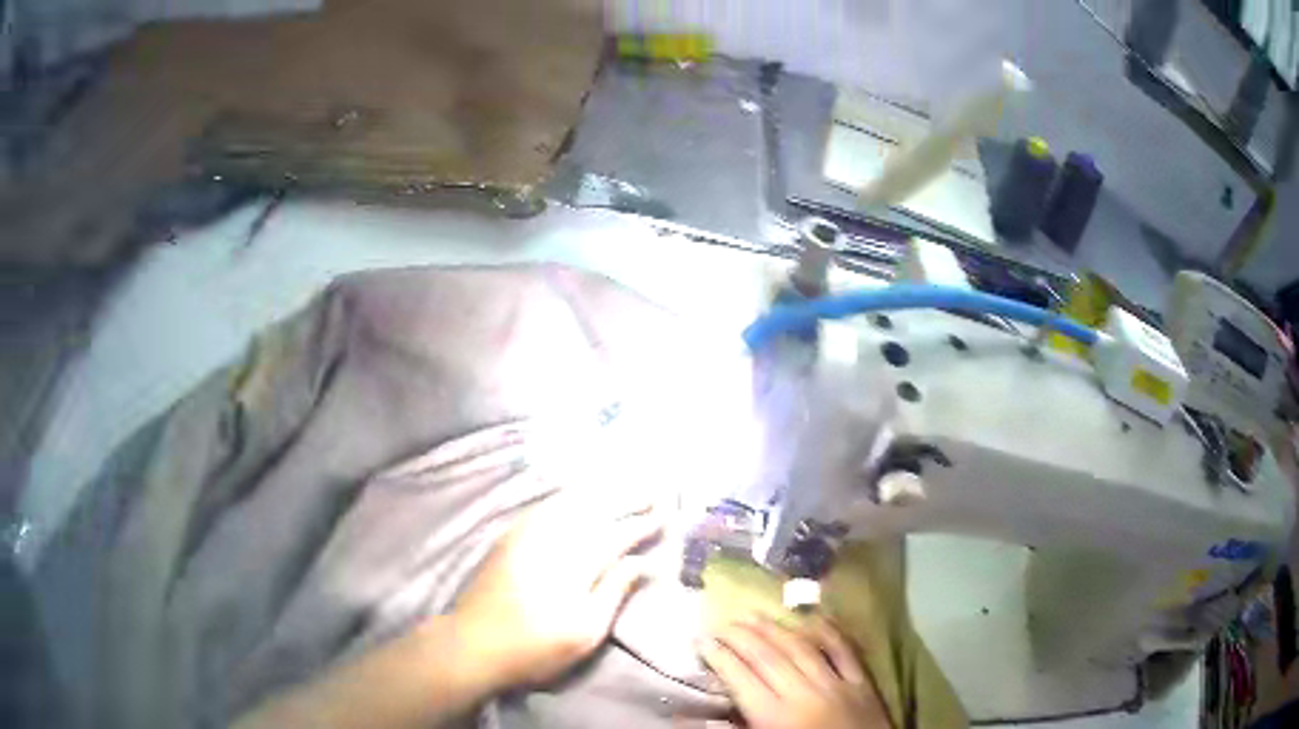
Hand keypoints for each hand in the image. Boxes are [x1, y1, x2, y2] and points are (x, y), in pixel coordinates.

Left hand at [453, 494, 661, 691]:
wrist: (474, 642)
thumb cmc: (537, 646)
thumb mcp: (585, 631)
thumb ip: (614, 591)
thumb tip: (641, 561)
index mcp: (576, 563)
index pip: (617, 534)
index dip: (643, 522)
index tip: (666, 511)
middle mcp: (553, 539)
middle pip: (596, 509)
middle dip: (627, 496)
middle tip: (653, 486)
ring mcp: (528, 534)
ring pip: (571, 501)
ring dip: (601, 490)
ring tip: (625, 481)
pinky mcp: (511, 536)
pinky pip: (546, 505)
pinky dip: (569, 495)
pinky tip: (578, 493)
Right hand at [701, 615, 891, 728]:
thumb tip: (702, 716)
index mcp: (774, 717)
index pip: (741, 677)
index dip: (719, 657)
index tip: (702, 641)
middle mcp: (803, 693)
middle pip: (767, 656)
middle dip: (741, 636)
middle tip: (721, 623)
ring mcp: (836, 684)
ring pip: (801, 647)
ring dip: (774, 628)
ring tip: (753, 615)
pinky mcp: (861, 682)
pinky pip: (844, 649)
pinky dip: (828, 631)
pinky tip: (812, 617)